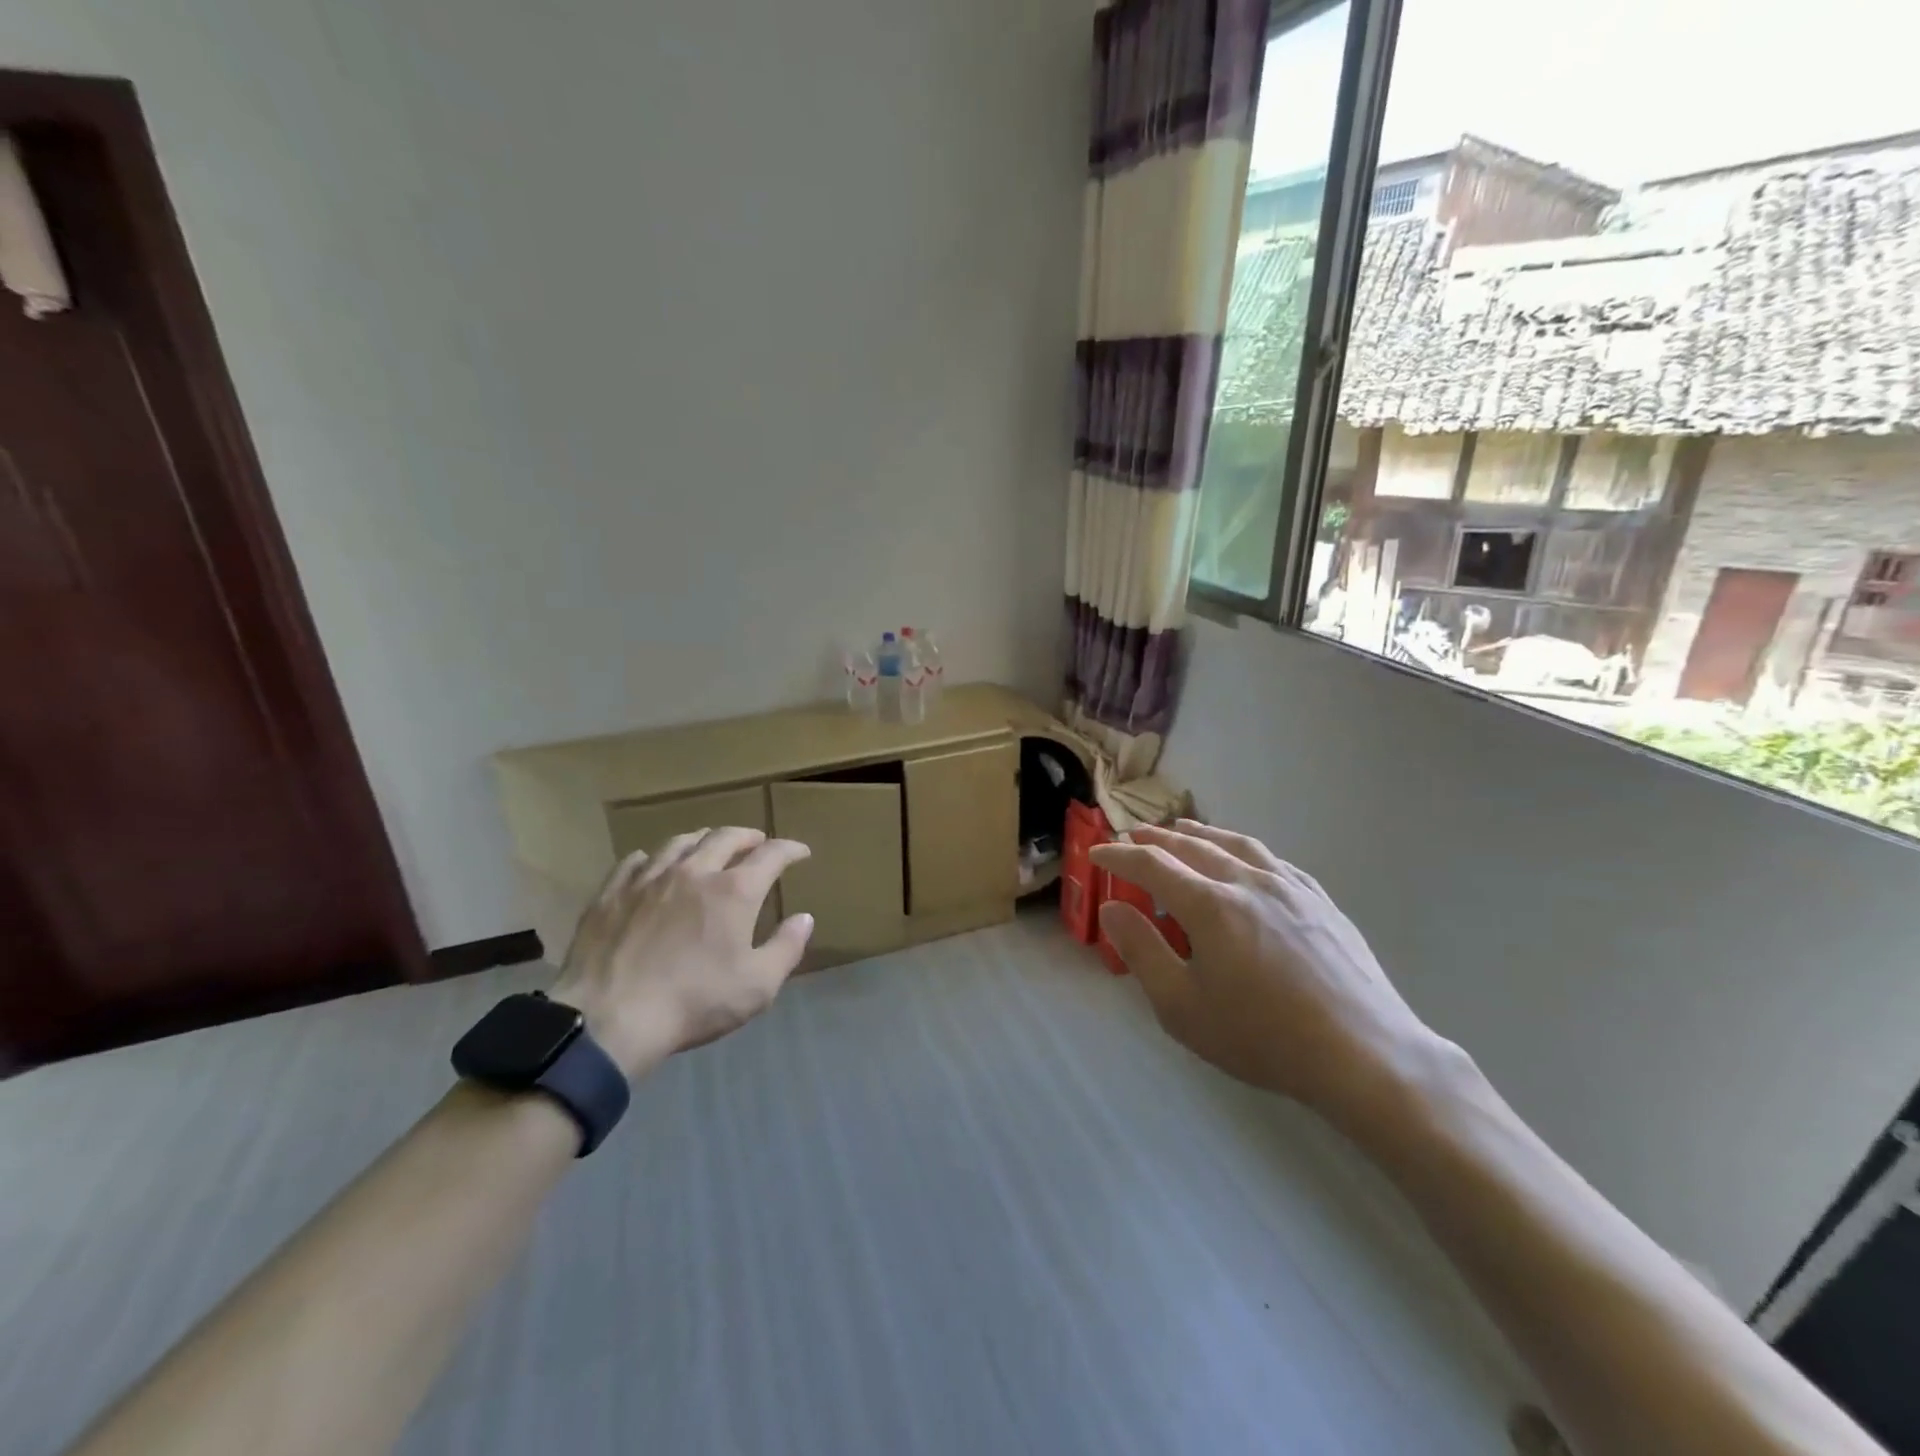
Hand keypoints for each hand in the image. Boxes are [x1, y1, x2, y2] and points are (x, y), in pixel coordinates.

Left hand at [550, 827, 813, 1078]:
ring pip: (680, 842)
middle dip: (748, 836)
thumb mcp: (757, 986)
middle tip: (757, 842)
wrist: (609, 1020)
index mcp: (734, 891)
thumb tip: (804, 918)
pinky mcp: (612, 893)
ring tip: (709, 846)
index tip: (801, 852)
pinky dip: (654, 858)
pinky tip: (653, 865)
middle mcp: (694, 871)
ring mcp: (649, 879)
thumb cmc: (693, 1003)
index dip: (790, 849)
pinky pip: (635, 860)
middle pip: (725, 837)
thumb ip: (786, 948)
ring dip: (703, 839)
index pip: (771, 854)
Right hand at [1090, 821, 1441, 1126]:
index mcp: (1210, 904)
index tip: (1098, 855)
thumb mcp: (1182, 1007)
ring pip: (1236, 844)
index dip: (1119, 856)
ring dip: (1202, 833)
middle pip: (1193, 845)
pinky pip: (1273, 860)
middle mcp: (1247, 881)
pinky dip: (1244, 850)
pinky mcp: (1320, 901)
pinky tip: (1244, 859)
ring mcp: (1290, 887)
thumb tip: (1113, 908)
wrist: (1363, 1054)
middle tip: (1133, 836)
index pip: (1152, 864)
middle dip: (1157, 838)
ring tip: (1183, 830)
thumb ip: (1142, 951)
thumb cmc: (1262, 1036)